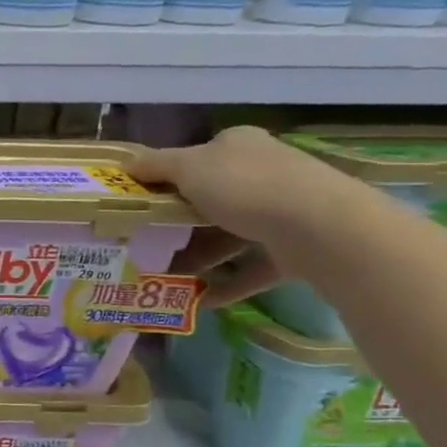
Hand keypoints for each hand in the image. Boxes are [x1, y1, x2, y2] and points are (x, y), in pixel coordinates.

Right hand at [128, 127, 352, 306]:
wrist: (320, 227)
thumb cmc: (245, 187)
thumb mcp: (188, 167)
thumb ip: (154, 165)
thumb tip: (126, 163)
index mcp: (239, 146)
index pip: (198, 157)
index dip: (168, 177)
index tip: (142, 201)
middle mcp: (265, 171)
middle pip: (212, 197)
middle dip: (180, 222)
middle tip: (148, 241)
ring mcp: (284, 210)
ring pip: (231, 234)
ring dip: (200, 255)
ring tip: (168, 275)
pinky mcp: (296, 247)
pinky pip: (253, 266)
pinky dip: (229, 283)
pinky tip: (201, 300)